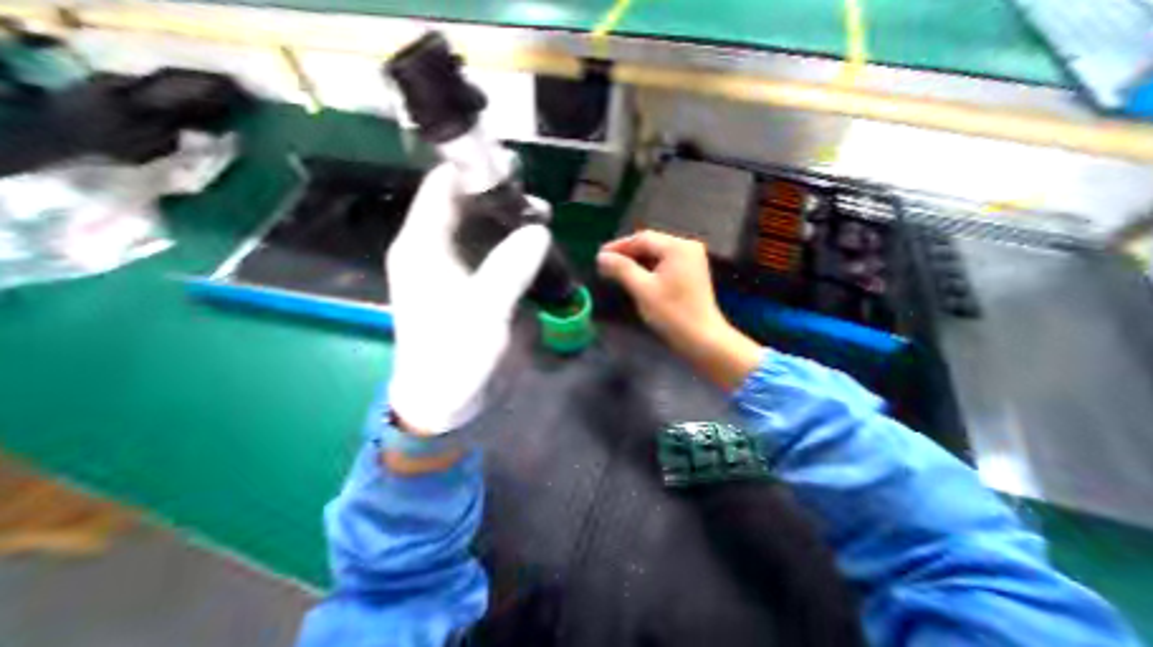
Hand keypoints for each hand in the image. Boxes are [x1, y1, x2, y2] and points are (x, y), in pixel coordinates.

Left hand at [385, 161, 550, 435]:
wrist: (446, 398)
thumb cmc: (454, 355)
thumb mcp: (483, 311)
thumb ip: (509, 267)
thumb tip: (538, 229)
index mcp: (423, 246)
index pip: (442, 188)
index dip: (473, 170)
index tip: (514, 167)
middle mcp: (436, 249)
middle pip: (466, 206)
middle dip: (502, 199)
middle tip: (539, 205)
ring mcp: (457, 268)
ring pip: (483, 229)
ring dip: (512, 223)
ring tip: (545, 223)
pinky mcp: (474, 285)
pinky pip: (494, 253)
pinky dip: (514, 247)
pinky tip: (536, 248)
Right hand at [593, 228, 763, 387]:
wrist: (702, 339)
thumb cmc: (672, 314)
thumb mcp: (642, 289)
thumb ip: (621, 269)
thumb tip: (602, 256)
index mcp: (678, 247)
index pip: (642, 238)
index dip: (618, 246)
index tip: (599, 256)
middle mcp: (687, 247)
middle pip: (651, 244)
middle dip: (627, 253)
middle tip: (606, 263)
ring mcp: (692, 260)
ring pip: (657, 254)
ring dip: (637, 261)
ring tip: (617, 270)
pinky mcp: (692, 272)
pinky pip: (665, 263)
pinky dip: (649, 268)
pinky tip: (636, 276)